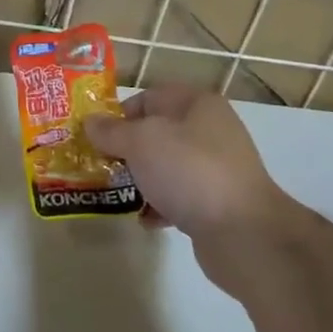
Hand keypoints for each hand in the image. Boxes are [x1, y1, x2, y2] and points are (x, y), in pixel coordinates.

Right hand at [83, 85, 286, 246]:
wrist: (243, 233)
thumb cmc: (189, 171)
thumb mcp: (140, 142)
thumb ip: (111, 131)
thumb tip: (90, 122)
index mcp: (197, 104)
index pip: (148, 98)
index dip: (119, 115)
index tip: (95, 138)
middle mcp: (210, 130)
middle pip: (156, 133)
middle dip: (126, 150)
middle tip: (99, 166)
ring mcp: (216, 167)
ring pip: (165, 165)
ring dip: (140, 179)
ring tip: (115, 193)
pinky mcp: (217, 202)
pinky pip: (178, 195)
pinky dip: (159, 205)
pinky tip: (145, 219)